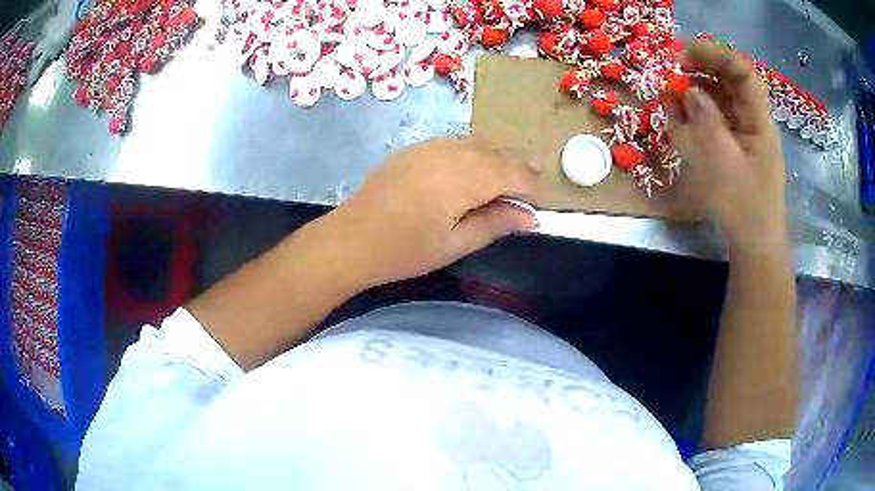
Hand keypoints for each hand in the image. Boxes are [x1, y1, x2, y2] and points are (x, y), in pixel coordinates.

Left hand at [316, 137, 539, 287]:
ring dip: (496, 157)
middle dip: (517, 168)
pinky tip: (472, 168)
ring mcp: (428, 147)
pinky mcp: (414, 149)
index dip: (530, 184)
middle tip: (530, 187)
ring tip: (507, 177)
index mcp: (461, 179)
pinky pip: (454, 142)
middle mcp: (448, 153)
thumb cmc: (403, 251)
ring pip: (475, 143)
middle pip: (495, 153)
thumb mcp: (454, 245)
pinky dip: (472, 152)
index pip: (510, 172)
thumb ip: (495, 224)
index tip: (540, 201)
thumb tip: (531, 217)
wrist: (350, 240)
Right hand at [668, 39, 788, 254]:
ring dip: (696, 91)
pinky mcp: (735, 146)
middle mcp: (753, 121)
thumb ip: (706, 122)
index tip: (684, 53)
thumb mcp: (723, 164)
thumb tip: (689, 90)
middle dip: (702, 70)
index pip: (743, 72)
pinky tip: (681, 117)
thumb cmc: (744, 209)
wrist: (755, 246)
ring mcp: (744, 133)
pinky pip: (717, 118)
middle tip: (673, 72)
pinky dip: (698, 113)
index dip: (716, 54)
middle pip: (730, 80)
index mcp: (759, 122)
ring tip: (672, 96)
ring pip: (722, 97)